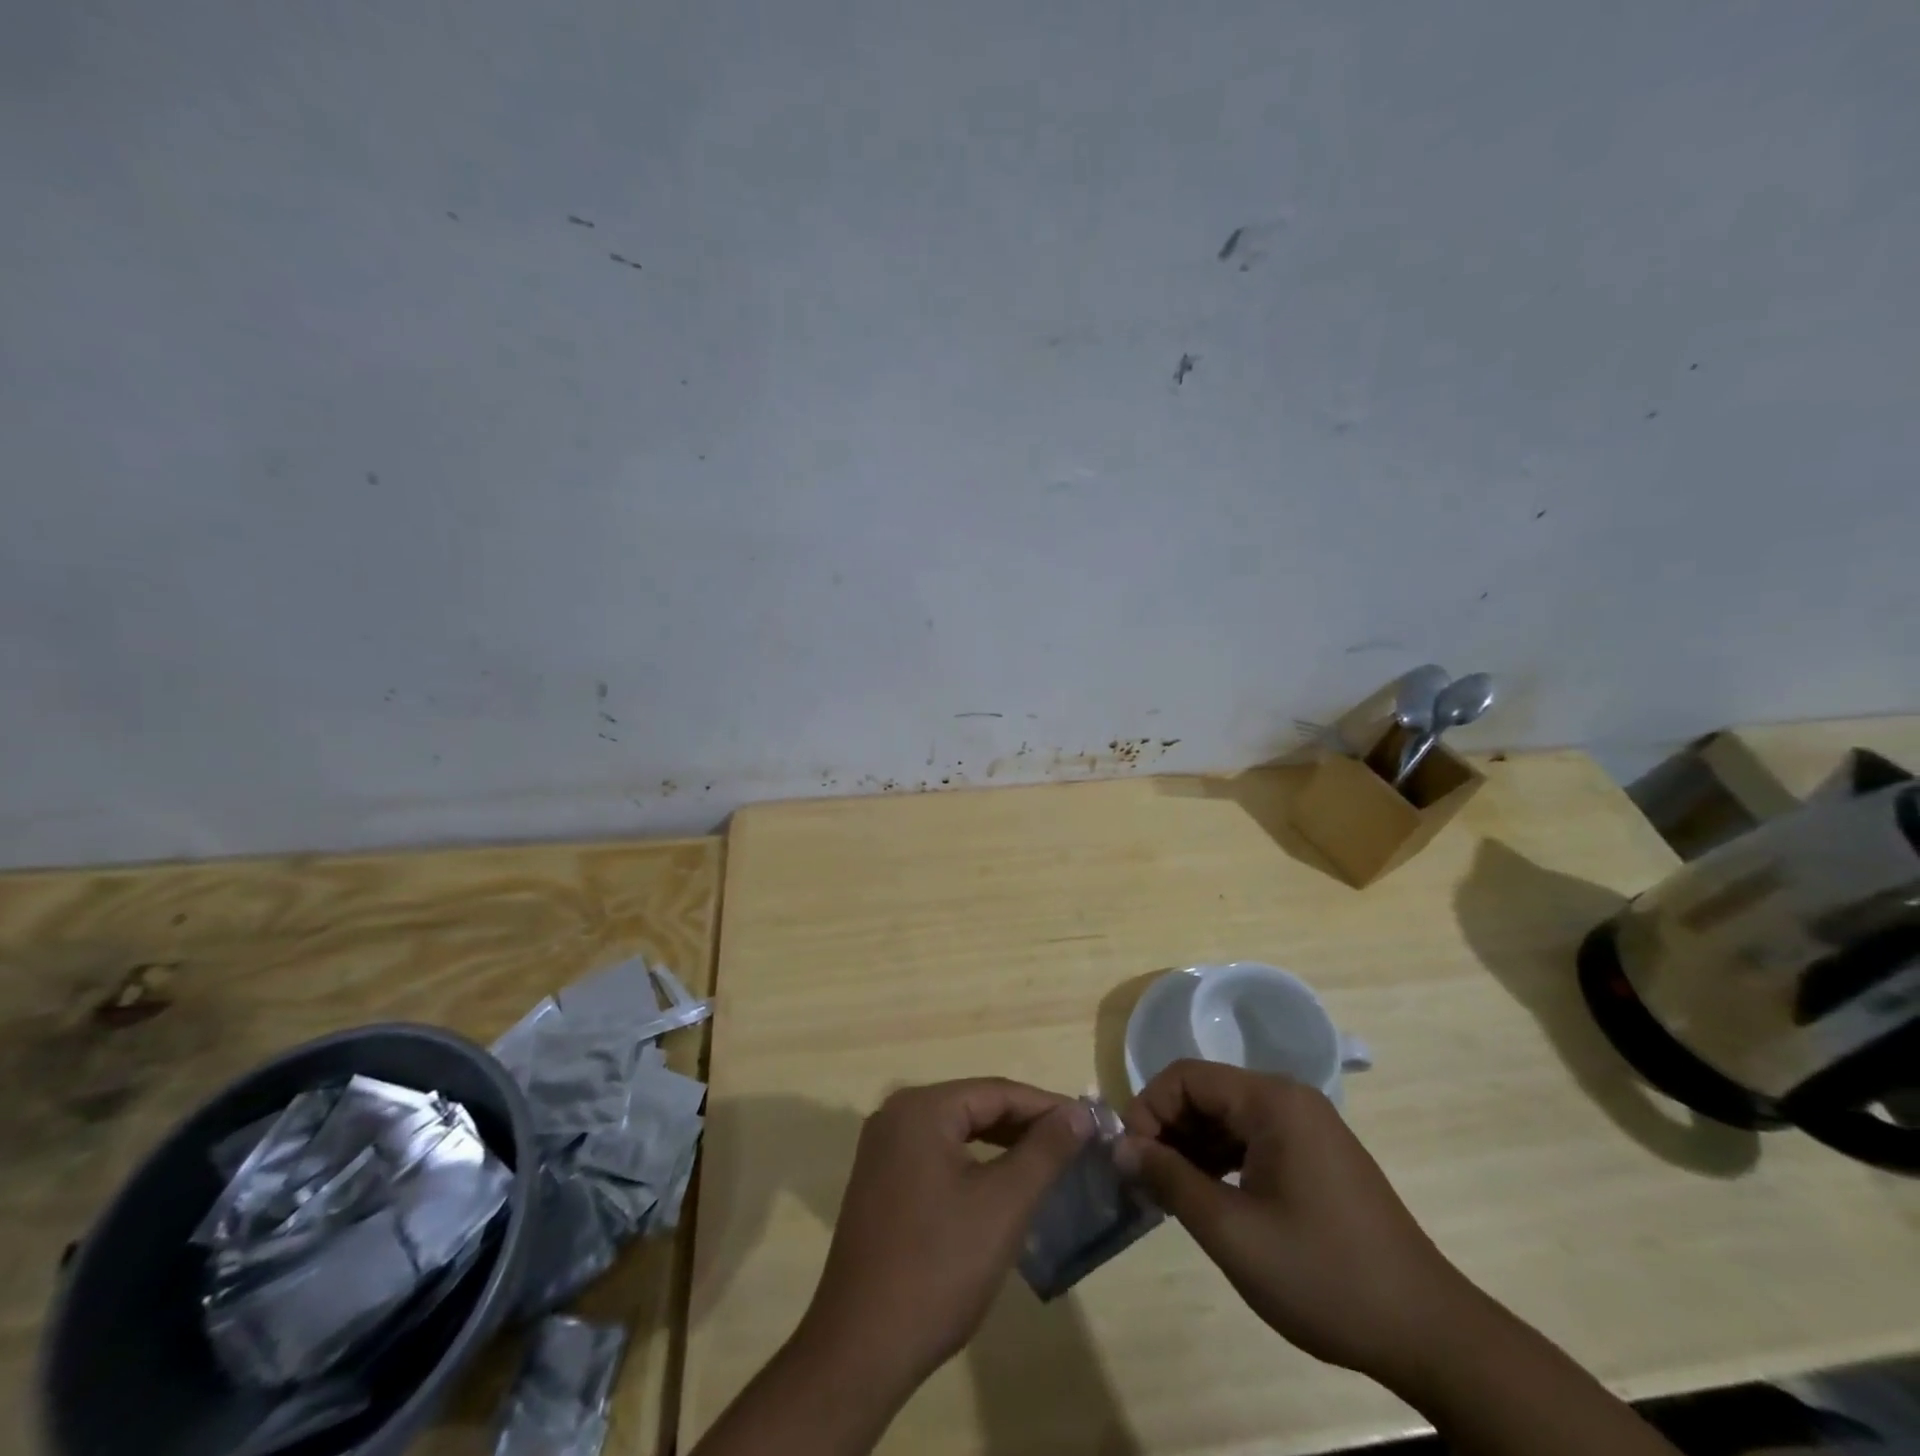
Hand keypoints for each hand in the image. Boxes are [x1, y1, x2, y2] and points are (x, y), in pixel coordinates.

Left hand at [796, 1079, 1094, 1393]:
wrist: (860, 1349)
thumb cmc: (938, 1268)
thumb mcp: (1003, 1205)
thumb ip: (1044, 1151)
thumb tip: (1079, 1112)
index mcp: (921, 1108)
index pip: (997, 1092)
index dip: (1048, 1106)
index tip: (1091, 1124)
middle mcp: (896, 1114)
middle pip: (975, 1107)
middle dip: (1026, 1124)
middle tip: (1076, 1145)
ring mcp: (883, 1149)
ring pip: (957, 1132)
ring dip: (1002, 1145)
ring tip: (1049, 1163)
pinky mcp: (881, 1182)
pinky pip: (938, 1155)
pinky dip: (974, 1164)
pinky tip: (1001, 1186)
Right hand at [1118, 1060, 1471, 1385]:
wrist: (1428, 1334)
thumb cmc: (1323, 1275)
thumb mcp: (1233, 1231)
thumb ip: (1170, 1180)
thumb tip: (1120, 1147)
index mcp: (1272, 1100)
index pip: (1186, 1076)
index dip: (1148, 1109)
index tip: (1130, 1159)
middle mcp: (1290, 1099)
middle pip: (1207, 1092)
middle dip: (1168, 1130)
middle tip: (1145, 1181)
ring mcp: (1308, 1127)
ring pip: (1228, 1117)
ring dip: (1192, 1147)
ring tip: (1170, 1194)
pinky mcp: (1318, 1157)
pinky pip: (1253, 1139)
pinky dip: (1222, 1160)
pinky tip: (1210, 1198)